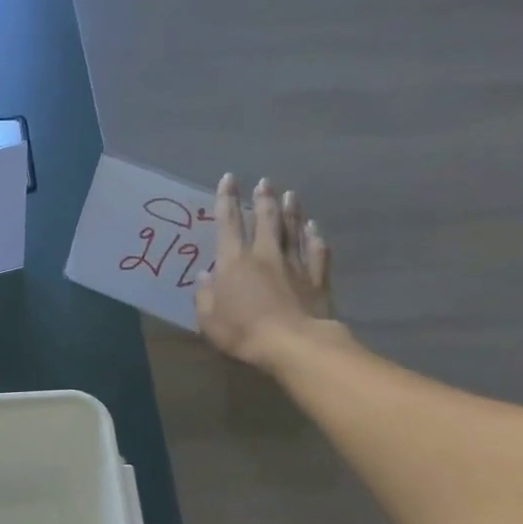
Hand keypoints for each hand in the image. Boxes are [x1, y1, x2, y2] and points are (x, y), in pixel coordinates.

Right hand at [195, 174, 338, 371]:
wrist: (293, 344)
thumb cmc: (242, 331)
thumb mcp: (208, 319)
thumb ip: (205, 295)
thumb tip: (205, 275)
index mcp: (234, 262)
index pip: (228, 223)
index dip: (226, 200)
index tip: (228, 179)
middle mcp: (265, 255)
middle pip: (265, 220)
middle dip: (263, 199)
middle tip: (265, 183)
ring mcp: (294, 264)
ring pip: (293, 230)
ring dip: (291, 211)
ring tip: (291, 195)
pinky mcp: (317, 279)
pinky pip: (317, 252)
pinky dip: (315, 238)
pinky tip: (315, 229)